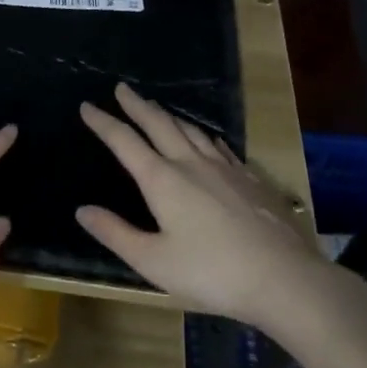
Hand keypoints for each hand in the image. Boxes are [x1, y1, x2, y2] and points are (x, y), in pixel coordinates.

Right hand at [76, 83, 344, 336]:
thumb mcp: (152, 261)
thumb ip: (115, 233)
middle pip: (159, 124)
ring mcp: (225, 169)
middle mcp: (191, 164)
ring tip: (157, 107)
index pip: (124, 142)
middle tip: (122, 89)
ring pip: (191, 130)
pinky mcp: (250, 179)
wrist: (284, 279)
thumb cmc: (211, 272)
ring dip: (168, 116)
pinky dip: (203, 135)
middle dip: (137, 105)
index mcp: (162, 180)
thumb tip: (82, 210)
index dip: (103, 122)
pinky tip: (206, 138)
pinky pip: (219, 146)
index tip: (87, 106)